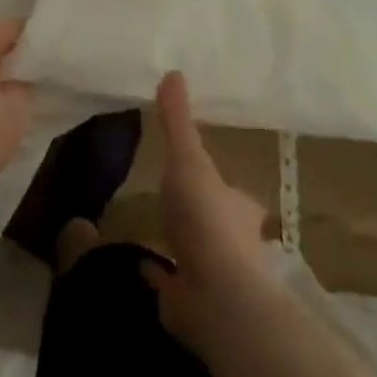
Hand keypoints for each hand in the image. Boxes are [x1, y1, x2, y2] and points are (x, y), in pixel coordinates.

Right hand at [142, 71, 274, 351]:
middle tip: (176, 205)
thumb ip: (177, 120)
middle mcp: (233, 244)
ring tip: (154, 231)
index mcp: (237, 209)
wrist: (216, 296)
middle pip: (217, 226)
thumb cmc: (207, 220)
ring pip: (196, 257)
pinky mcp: (189, 305)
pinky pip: (169, 286)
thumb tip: (173, 71)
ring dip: (181, 246)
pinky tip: (139, 267)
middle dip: (202, 218)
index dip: (223, 188)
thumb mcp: (188, 159)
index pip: (234, 195)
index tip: (205, 178)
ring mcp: (212, 278)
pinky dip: (157, 277)